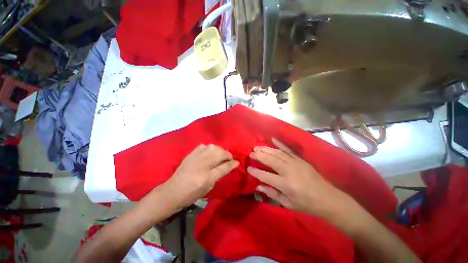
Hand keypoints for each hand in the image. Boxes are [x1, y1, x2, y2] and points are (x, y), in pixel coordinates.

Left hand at [163, 144, 238, 207]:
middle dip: (227, 155)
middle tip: (228, 159)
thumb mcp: (209, 188)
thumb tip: (230, 165)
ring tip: (220, 156)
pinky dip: (210, 148)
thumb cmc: (191, 194)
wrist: (172, 191)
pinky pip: (204, 146)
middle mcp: (201, 165)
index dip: (232, 163)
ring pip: (213, 147)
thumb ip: (220, 174)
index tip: (237, 162)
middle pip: (219, 153)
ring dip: (220, 151)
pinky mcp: (191, 153)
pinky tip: (210, 153)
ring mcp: (195, 157)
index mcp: (206, 177)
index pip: (224, 167)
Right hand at [248, 138, 351, 217]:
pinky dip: (280, 143)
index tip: (248, 168)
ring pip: (277, 153)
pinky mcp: (300, 159)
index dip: (255, 172)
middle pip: (270, 160)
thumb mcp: (288, 204)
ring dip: (266, 149)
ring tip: (257, 147)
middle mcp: (289, 171)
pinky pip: (288, 149)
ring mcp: (295, 163)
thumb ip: (272, 193)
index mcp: (285, 184)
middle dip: (259, 155)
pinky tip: (273, 139)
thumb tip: (258, 186)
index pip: (265, 176)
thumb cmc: (306, 204)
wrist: (327, 198)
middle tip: (251, 153)